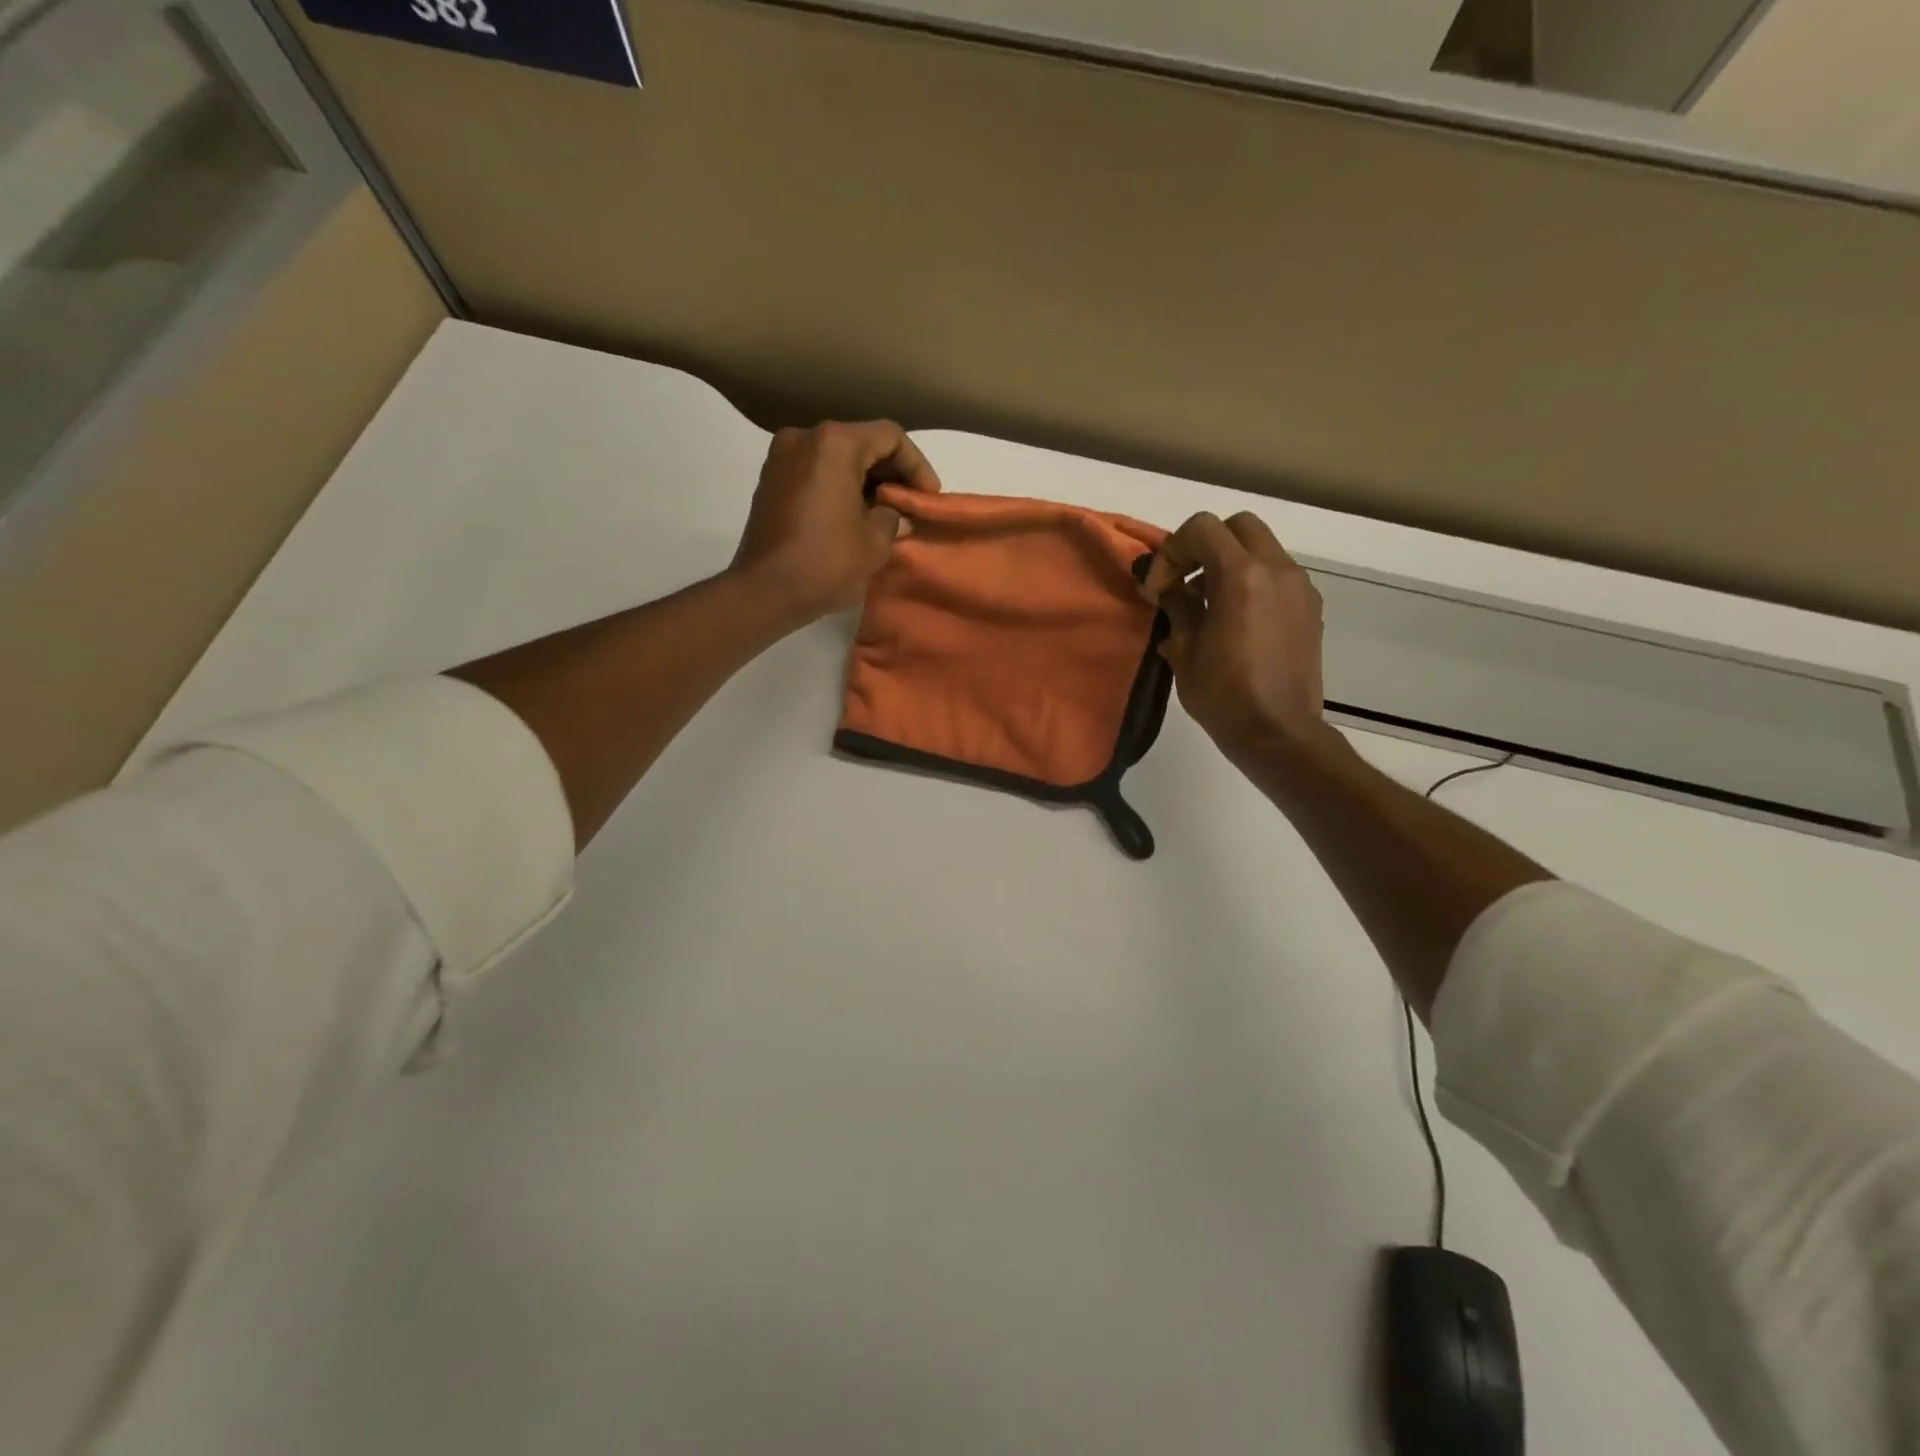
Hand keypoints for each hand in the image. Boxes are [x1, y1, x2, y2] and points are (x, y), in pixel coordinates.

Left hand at [730, 421, 941, 622]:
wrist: (764, 591)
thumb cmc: (826, 563)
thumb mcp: (876, 542)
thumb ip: (891, 514)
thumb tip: (887, 510)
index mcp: (835, 444)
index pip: (890, 437)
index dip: (917, 466)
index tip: (928, 497)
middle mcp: (805, 437)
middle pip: (862, 442)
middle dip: (890, 472)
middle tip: (910, 504)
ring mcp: (782, 457)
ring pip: (837, 457)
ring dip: (865, 480)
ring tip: (885, 513)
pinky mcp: (770, 480)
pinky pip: (816, 472)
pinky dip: (839, 486)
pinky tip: (853, 516)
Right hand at [1139, 511, 1332, 765]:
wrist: (1278, 733)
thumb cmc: (1223, 694)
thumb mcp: (1184, 649)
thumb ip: (1177, 606)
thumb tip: (1168, 589)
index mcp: (1242, 575)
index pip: (1202, 528)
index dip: (1172, 551)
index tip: (1159, 589)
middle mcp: (1277, 569)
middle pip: (1238, 527)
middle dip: (1205, 546)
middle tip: (1185, 582)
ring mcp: (1299, 588)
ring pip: (1261, 550)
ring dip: (1230, 564)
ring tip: (1207, 605)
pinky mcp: (1310, 609)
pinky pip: (1277, 577)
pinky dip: (1252, 583)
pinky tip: (1235, 622)